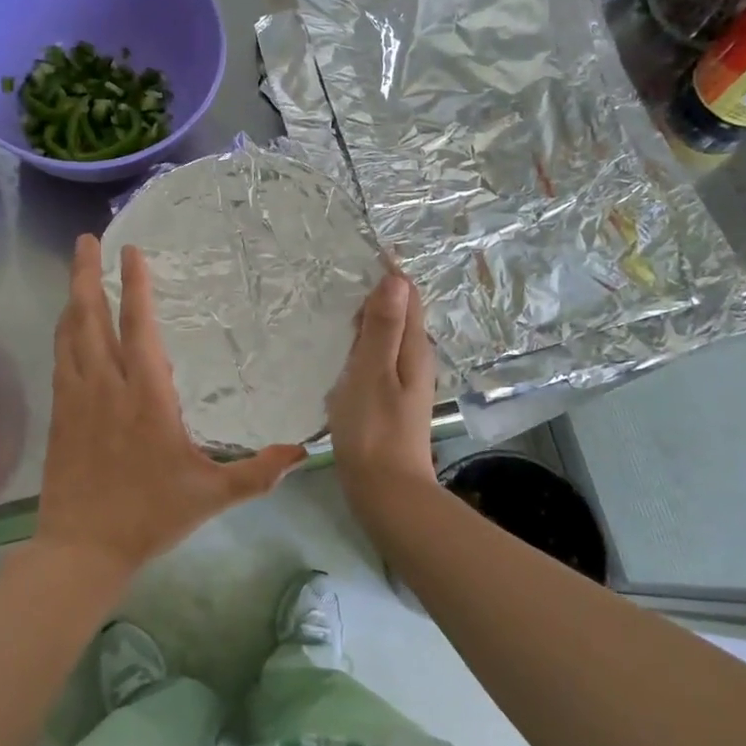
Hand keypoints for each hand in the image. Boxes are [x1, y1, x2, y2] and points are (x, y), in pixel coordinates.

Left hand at [36, 235, 305, 576]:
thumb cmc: (150, 516)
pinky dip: (63, 335)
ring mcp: (77, 400)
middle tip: (85, 240)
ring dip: (73, 299)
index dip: (134, 286)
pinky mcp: (60, 416)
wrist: (82, 548)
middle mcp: (107, 387)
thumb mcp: (213, 496)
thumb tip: (305, 452)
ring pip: (70, 336)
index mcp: (146, 398)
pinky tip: (66, 327)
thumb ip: (259, 472)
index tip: (130, 251)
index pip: (139, 328)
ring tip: (76, 271)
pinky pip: (60, 362)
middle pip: (91, 319)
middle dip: (87, 275)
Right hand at [328, 272, 437, 510]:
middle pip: (399, 314)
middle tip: (335, 280)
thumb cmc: (374, 430)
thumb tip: (396, 279)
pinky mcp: (388, 400)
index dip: (388, 274)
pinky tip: (338, 355)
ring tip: (331, 310)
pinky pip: (376, 360)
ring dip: (365, 322)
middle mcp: (414, 360)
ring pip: (386, 338)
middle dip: (374, 294)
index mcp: (414, 349)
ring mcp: (403, 382)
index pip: (408, 296)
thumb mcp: (373, 372)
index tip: (358, 255)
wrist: (385, 491)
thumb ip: (383, 328)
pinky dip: (360, 348)